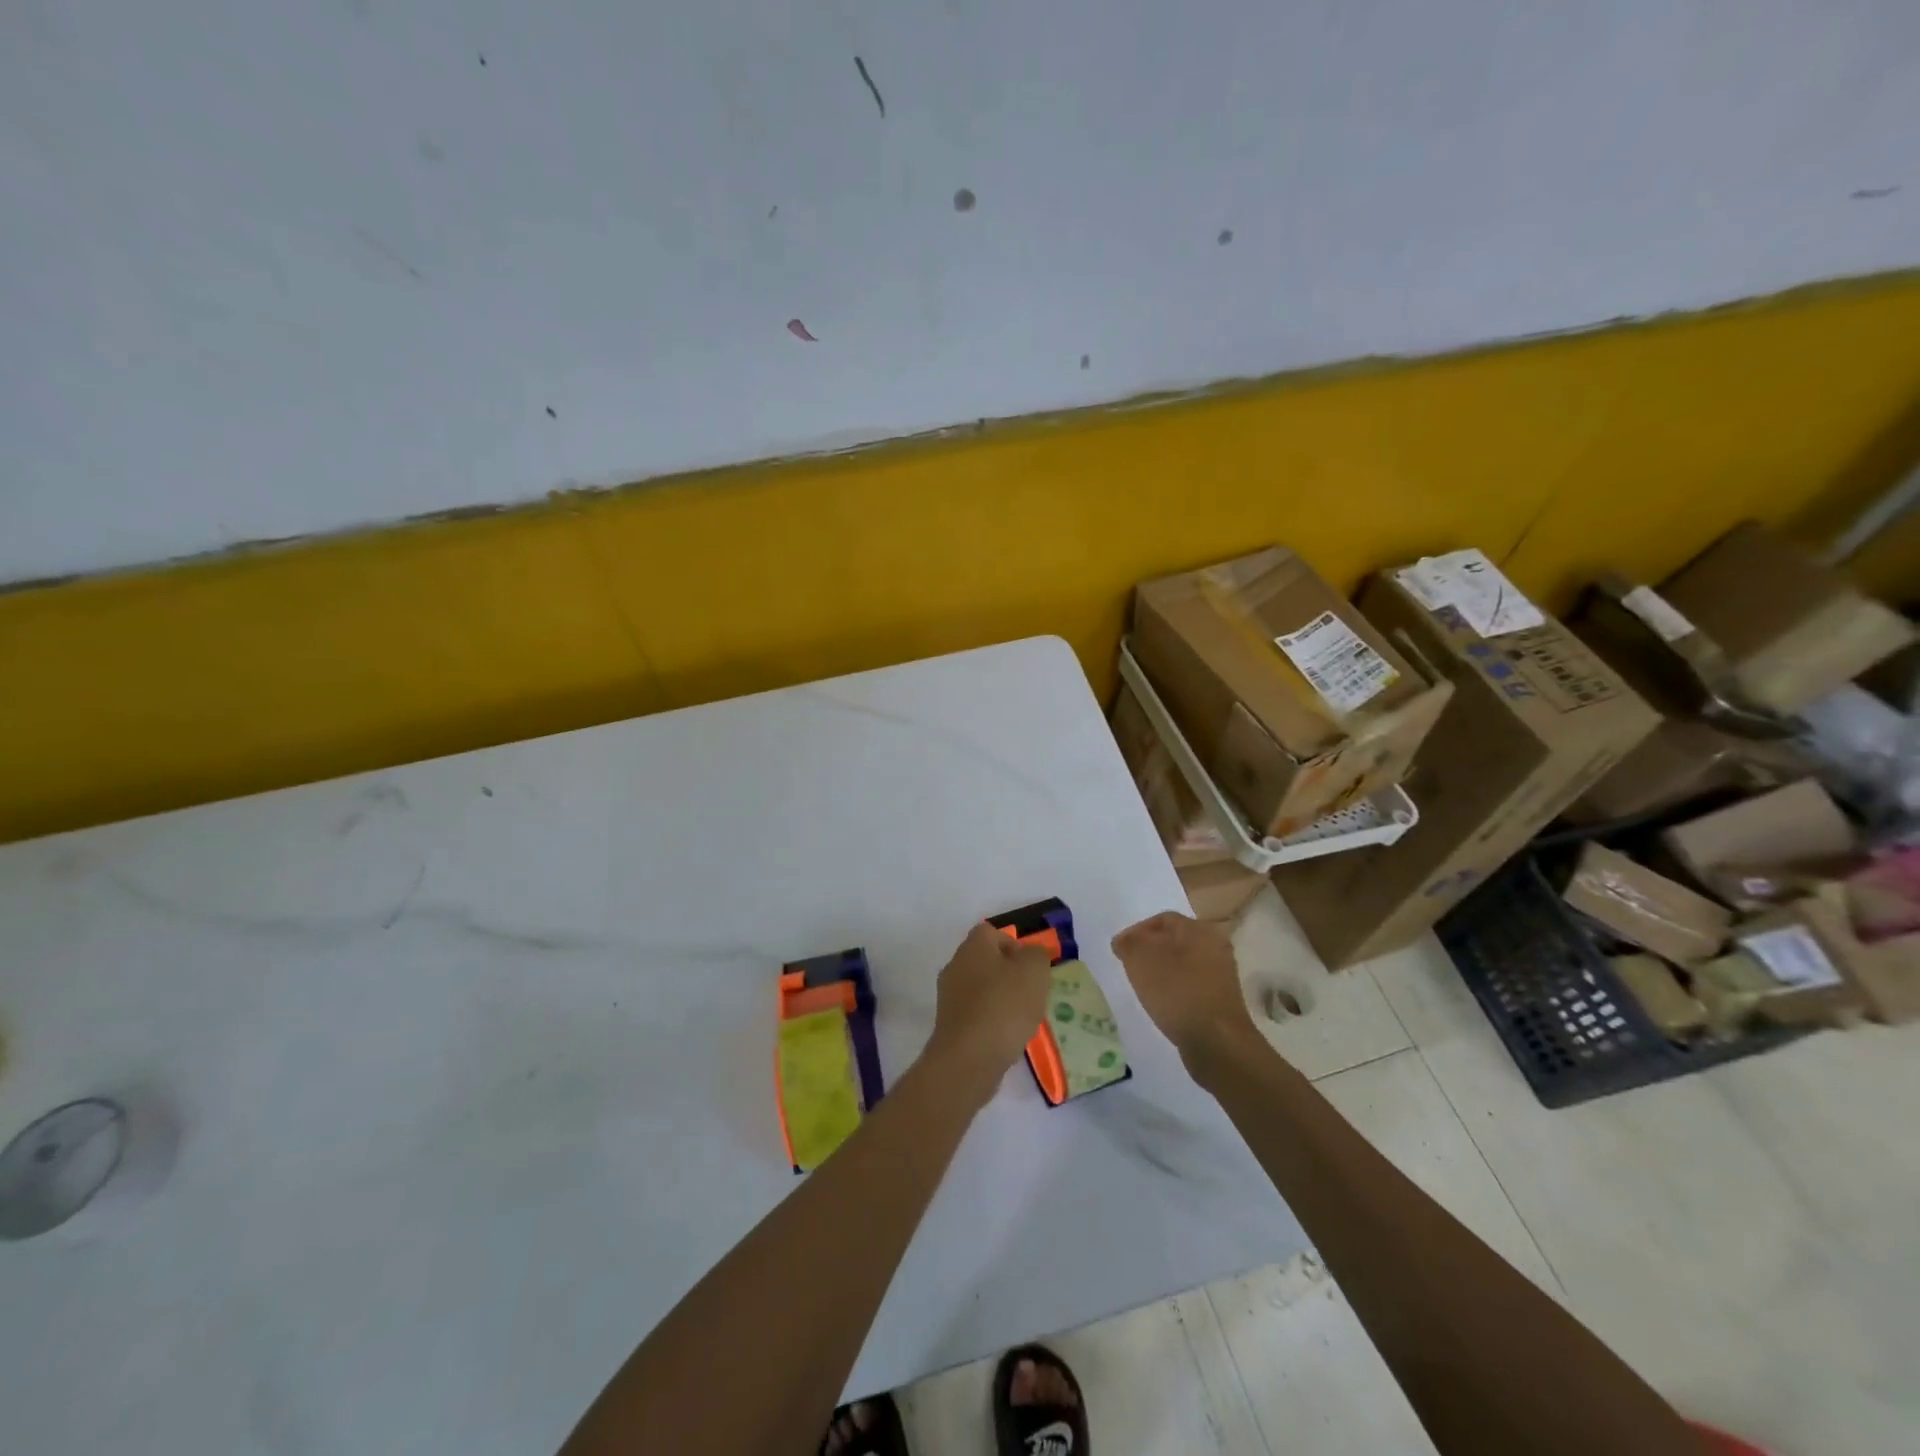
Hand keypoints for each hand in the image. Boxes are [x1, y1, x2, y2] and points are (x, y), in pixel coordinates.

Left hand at [924, 922, 1054, 1100]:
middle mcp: (955, 965)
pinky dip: (991, 1021)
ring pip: (980, 989)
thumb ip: (1037, 955)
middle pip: (985, 961)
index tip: (1031, 967)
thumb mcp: (1034, 972)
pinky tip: (1006, 1038)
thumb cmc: (1004, 1006)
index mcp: (973, 946)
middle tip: (1031, 993)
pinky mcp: (949, 1025)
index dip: (1014, 945)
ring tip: (1022, 1019)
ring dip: (1000, 999)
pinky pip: (975, 1014)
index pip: (992, 932)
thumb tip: (1031, 954)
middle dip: (1009, 974)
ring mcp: (948, 996)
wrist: (969, 1058)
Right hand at [1110, 911, 1257, 1061]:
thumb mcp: (1141, 960)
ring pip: (1183, 963)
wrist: (1217, 1042)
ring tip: (1143, 986)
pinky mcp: (1221, 999)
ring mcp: (1221, 974)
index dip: (1137, 931)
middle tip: (1130, 966)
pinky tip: (1163, 1003)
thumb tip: (1124, 940)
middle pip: (1174, 940)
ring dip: (1162, 971)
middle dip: (1150, 951)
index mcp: (1199, 929)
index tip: (1119, 950)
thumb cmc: (1177, 992)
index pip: (1162, 919)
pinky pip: (1192, 984)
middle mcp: (1215, 946)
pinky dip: (1175, 989)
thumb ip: (1129, 943)